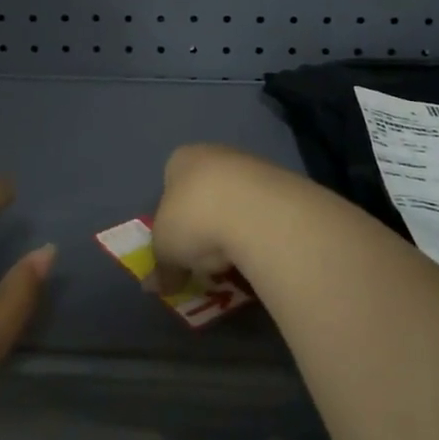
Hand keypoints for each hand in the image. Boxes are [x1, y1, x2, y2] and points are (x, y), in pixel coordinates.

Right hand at [148, 143, 283, 291]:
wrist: (256, 210)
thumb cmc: (194, 218)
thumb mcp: (166, 250)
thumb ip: (161, 267)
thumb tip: (156, 286)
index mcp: (182, 159)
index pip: (171, 182)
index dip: (173, 216)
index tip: (179, 244)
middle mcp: (216, 153)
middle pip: (206, 192)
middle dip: (206, 223)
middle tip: (207, 256)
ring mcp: (253, 165)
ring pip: (237, 201)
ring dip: (235, 228)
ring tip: (235, 259)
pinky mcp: (283, 182)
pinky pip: (263, 211)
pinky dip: (260, 230)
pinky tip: (259, 250)